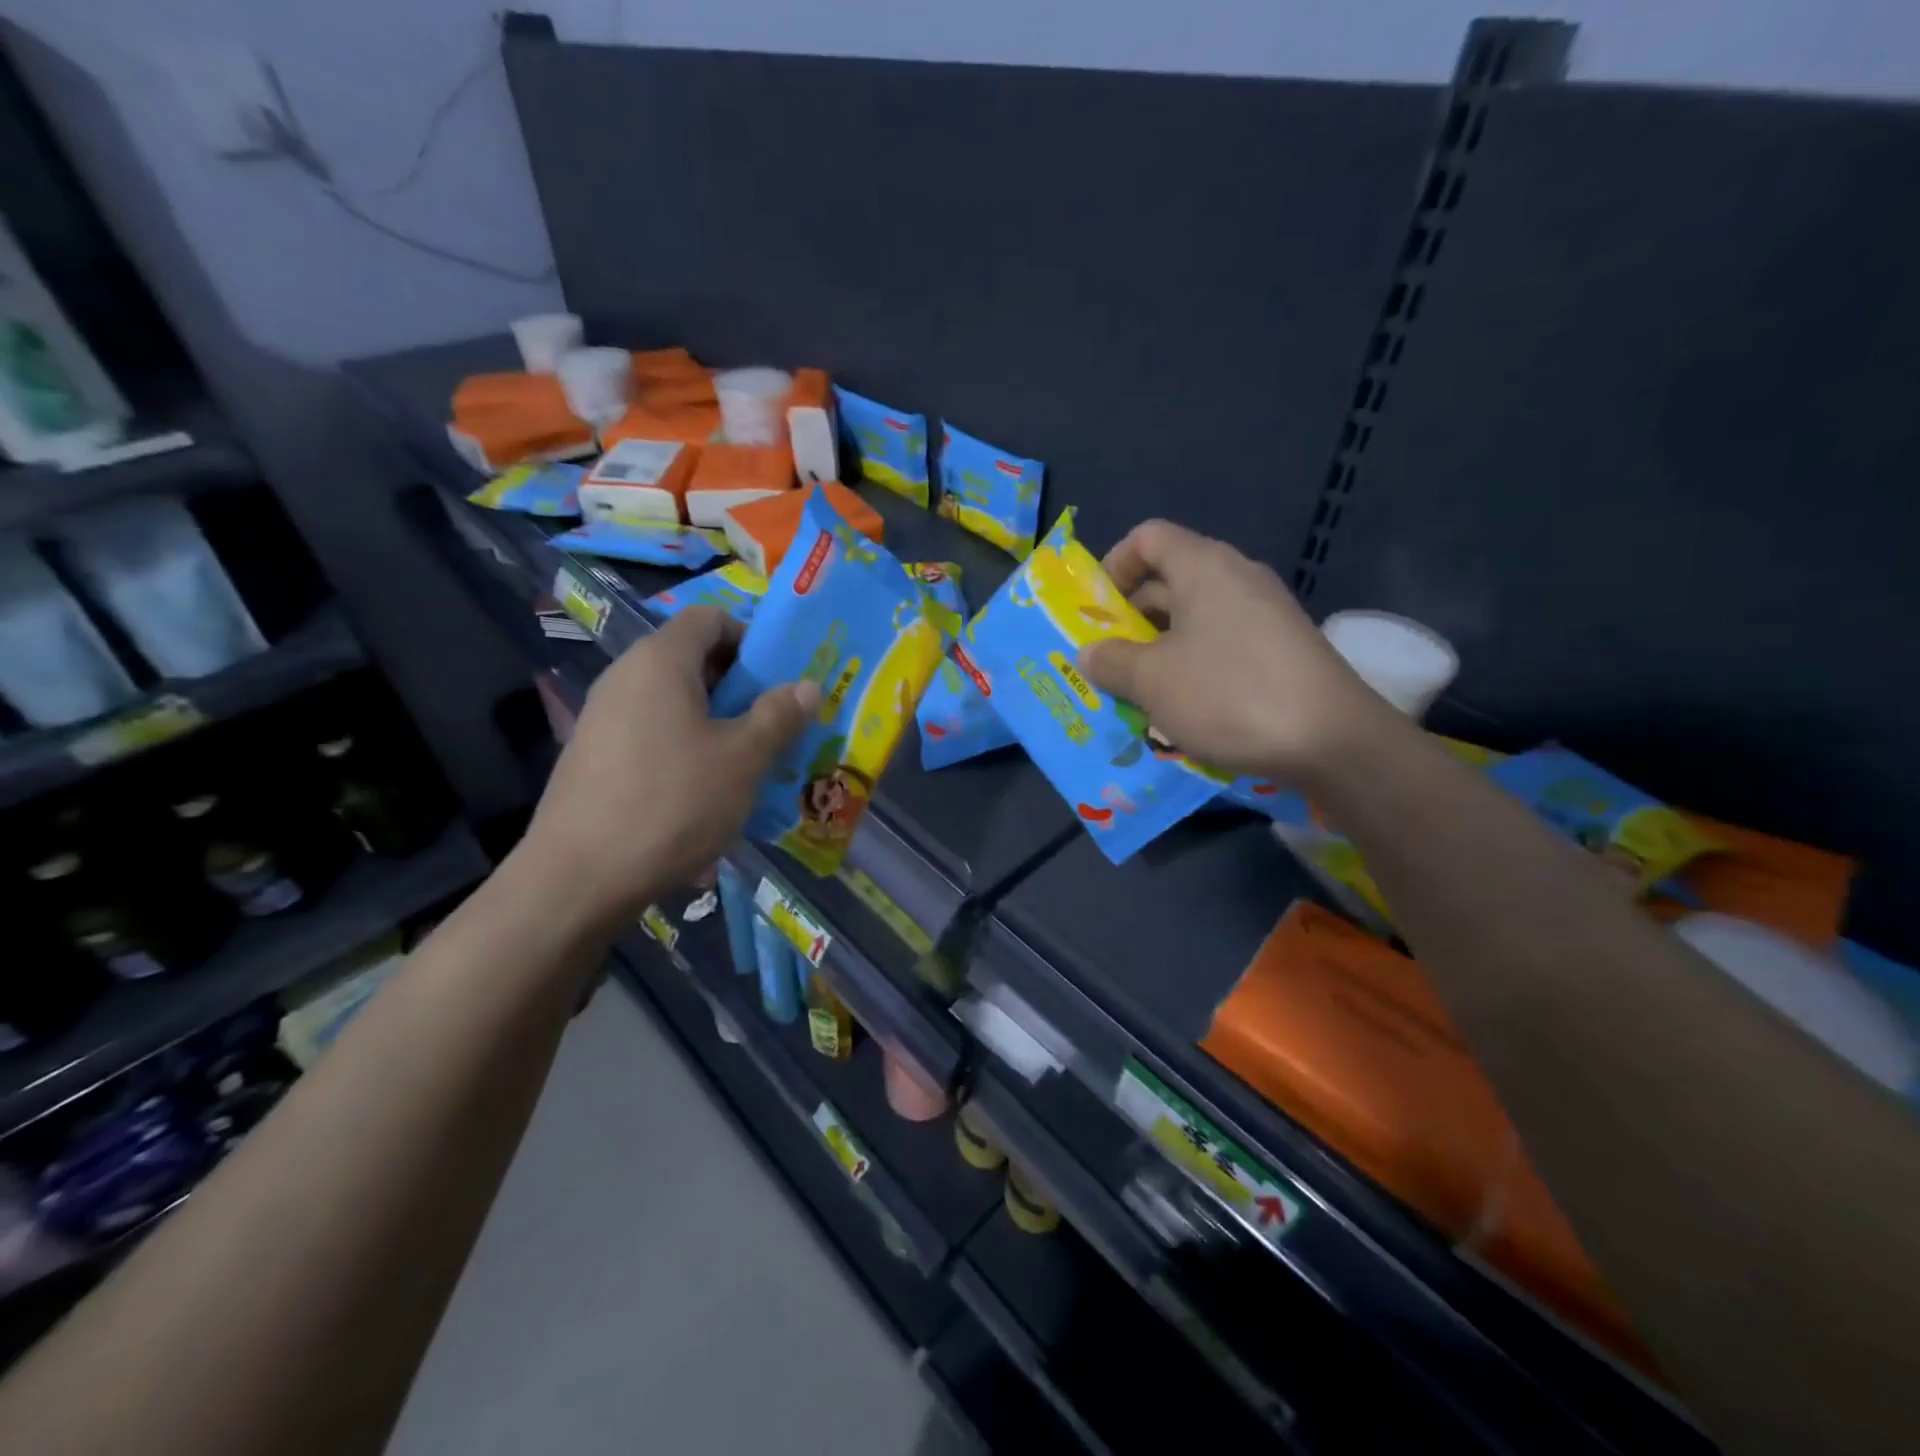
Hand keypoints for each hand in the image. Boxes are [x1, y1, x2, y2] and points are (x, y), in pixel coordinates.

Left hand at [518, 608, 817, 922]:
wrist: (578, 879)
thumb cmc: (672, 803)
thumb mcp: (742, 760)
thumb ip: (778, 716)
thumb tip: (807, 685)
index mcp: (661, 661)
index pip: (711, 618)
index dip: (752, 639)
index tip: (780, 681)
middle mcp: (626, 676)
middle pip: (693, 659)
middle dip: (741, 687)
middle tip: (776, 726)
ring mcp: (604, 717)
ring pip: (675, 701)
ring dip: (717, 722)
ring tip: (747, 764)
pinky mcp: (594, 756)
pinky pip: (652, 733)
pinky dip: (685, 747)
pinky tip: (704, 792)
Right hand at [1077, 520, 1402, 783]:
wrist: (1330, 741)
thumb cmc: (1228, 694)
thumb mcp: (1152, 681)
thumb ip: (1111, 662)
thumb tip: (1088, 652)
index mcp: (1203, 567)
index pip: (1148, 537)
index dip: (1114, 565)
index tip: (1095, 610)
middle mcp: (1236, 578)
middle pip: (1168, 580)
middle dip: (1129, 619)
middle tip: (1104, 662)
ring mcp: (1263, 615)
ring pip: (1193, 620)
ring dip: (1157, 651)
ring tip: (1134, 693)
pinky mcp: (1280, 649)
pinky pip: (1221, 645)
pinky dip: (1191, 667)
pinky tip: (1180, 709)